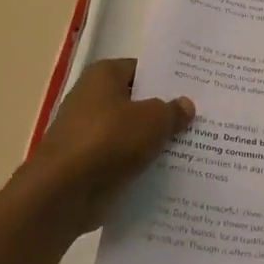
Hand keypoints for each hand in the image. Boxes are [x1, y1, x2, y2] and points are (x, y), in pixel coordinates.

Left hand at [13, 59, 193, 236]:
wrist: (64, 193)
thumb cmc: (109, 140)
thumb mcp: (153, 120)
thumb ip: (172, 111)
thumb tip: (186, 104)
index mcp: (103, 75)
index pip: (141, 70)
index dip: (167, 79)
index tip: (194, 90)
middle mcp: (91, 99)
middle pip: (136, 103)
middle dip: (163, 113)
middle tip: (199, 120)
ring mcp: (87, 134)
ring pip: (130, 134)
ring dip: (153, 143)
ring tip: (192, 148)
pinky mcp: (87, 165)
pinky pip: (121, 161)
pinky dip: (139, 167)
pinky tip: (168, 174)